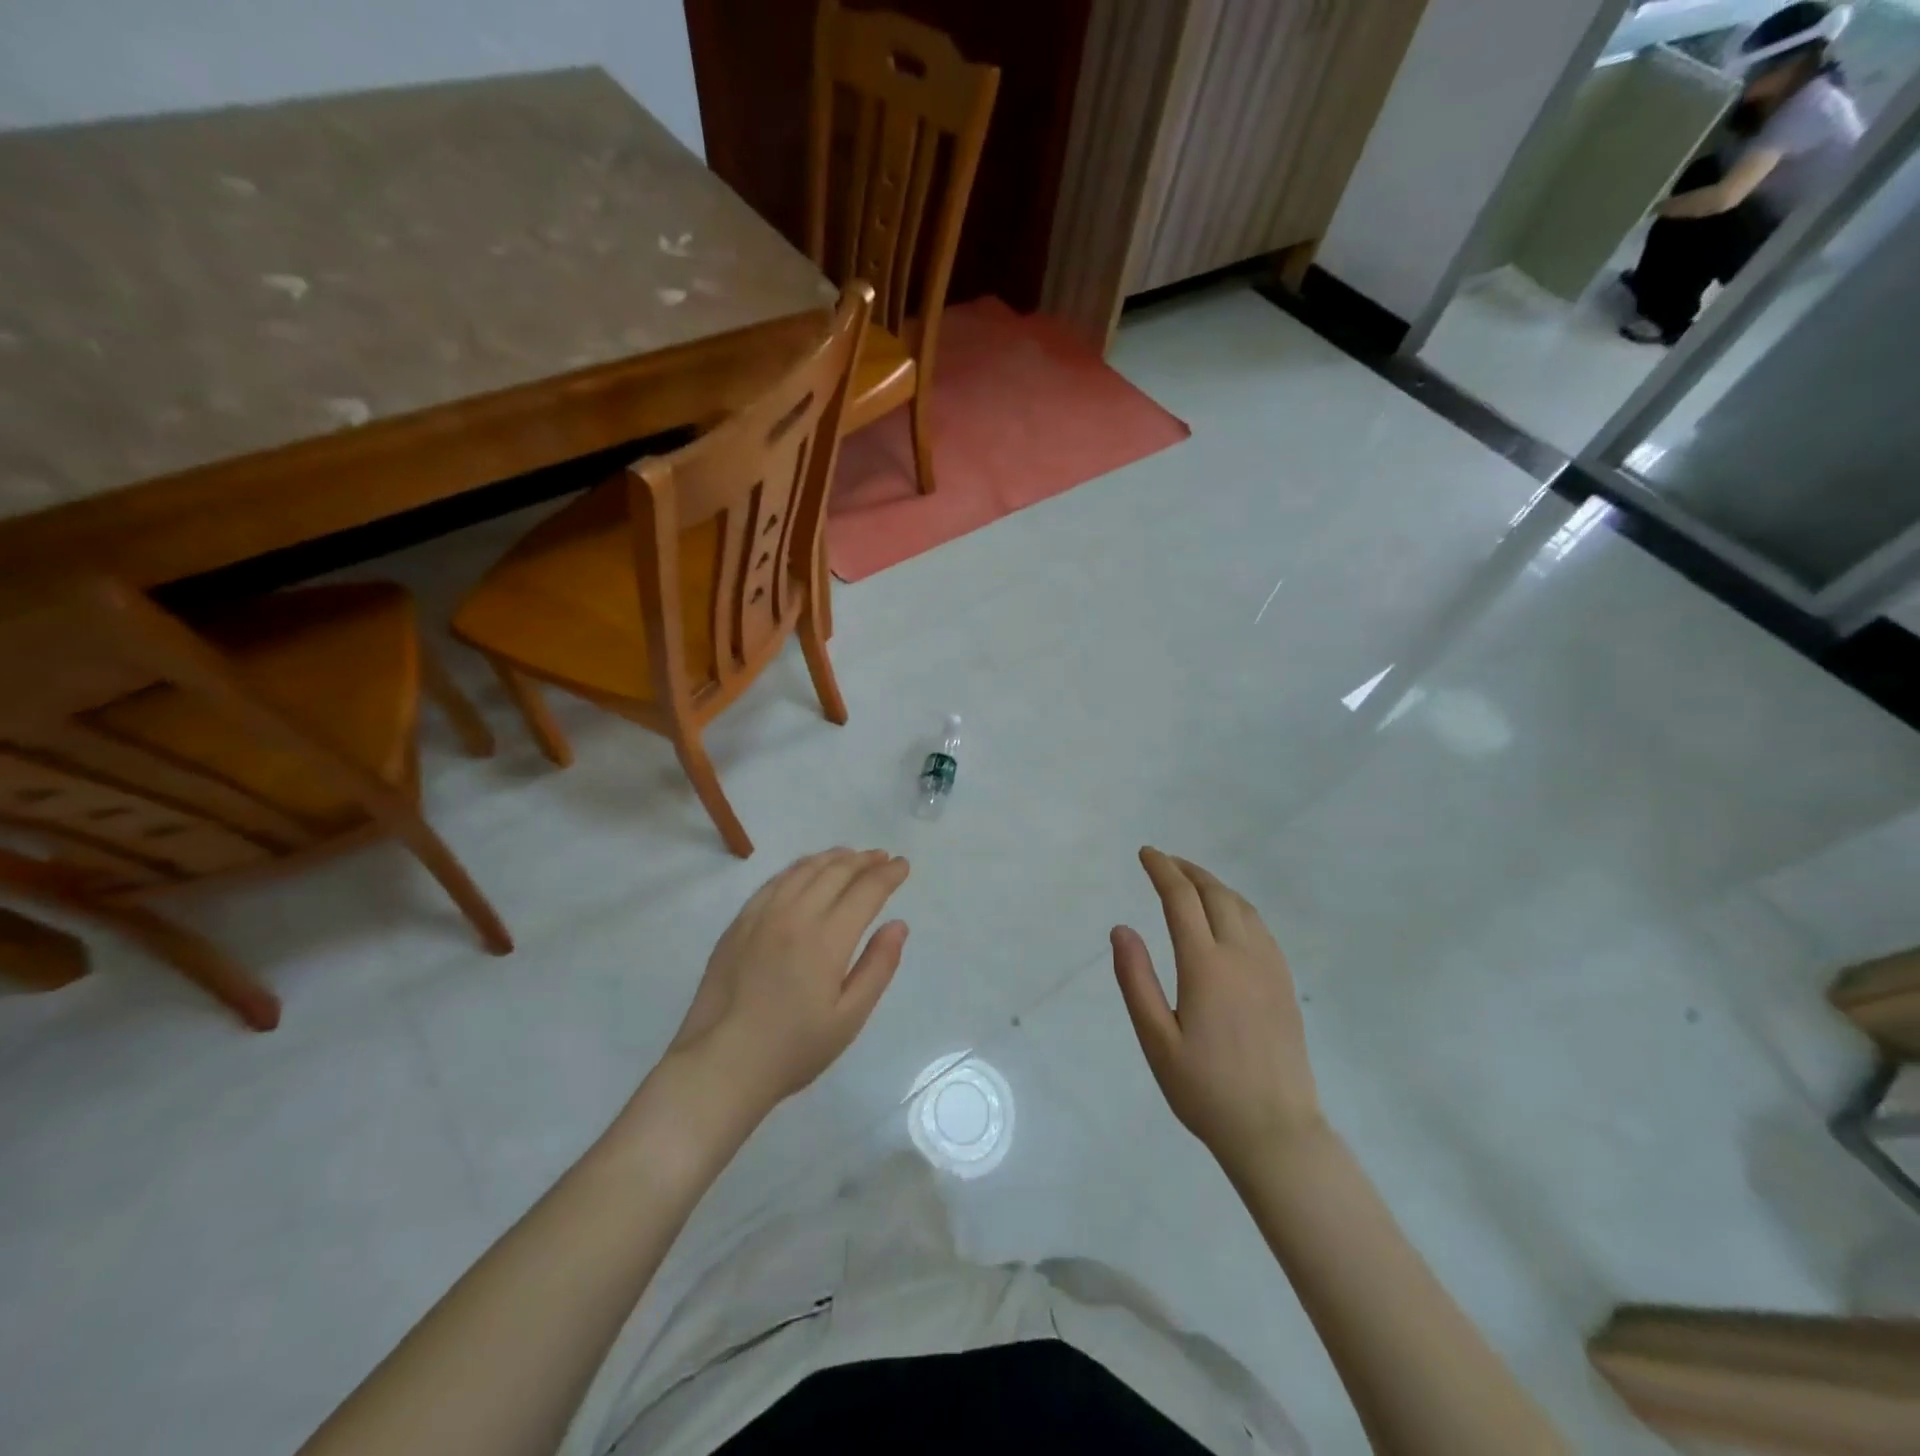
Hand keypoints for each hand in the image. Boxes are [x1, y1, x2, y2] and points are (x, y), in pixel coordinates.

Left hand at [669, 848, 909, 1120]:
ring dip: (832, 858)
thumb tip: (898, 925)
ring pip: (803, 870)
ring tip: (851, 856)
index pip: (866, 890)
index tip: (903, 865)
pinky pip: (774, 881)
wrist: (720, 1065)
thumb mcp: (848, 1018)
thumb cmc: (792, 1049)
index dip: (888, 874)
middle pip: (835, 872)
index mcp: (826, 939)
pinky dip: (799, 868)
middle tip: (882, 857)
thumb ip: (878, 966)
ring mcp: (762, 915)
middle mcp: (795, 915)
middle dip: (864, 860)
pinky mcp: (739, 923)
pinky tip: (806, 871)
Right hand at [1111, 848, 1321, 1174]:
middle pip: (1215, 894)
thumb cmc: (1205, 1090)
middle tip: (1164, 861)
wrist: (1275, 1132)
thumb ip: (1136, 980)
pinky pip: (1261, 927)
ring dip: (1214, 885)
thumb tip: (1121, 928)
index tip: (1146, 853)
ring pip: (1243, 907)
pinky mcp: (1285, 984)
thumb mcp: (1156, 1040)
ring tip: (1191, 882)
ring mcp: (1270, 969)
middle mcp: (1242, 956)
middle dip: (1188, 870)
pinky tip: (1228, 916)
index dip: (1162, 870)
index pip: (1181, 899)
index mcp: (1206, 966)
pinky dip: (1238, 906)